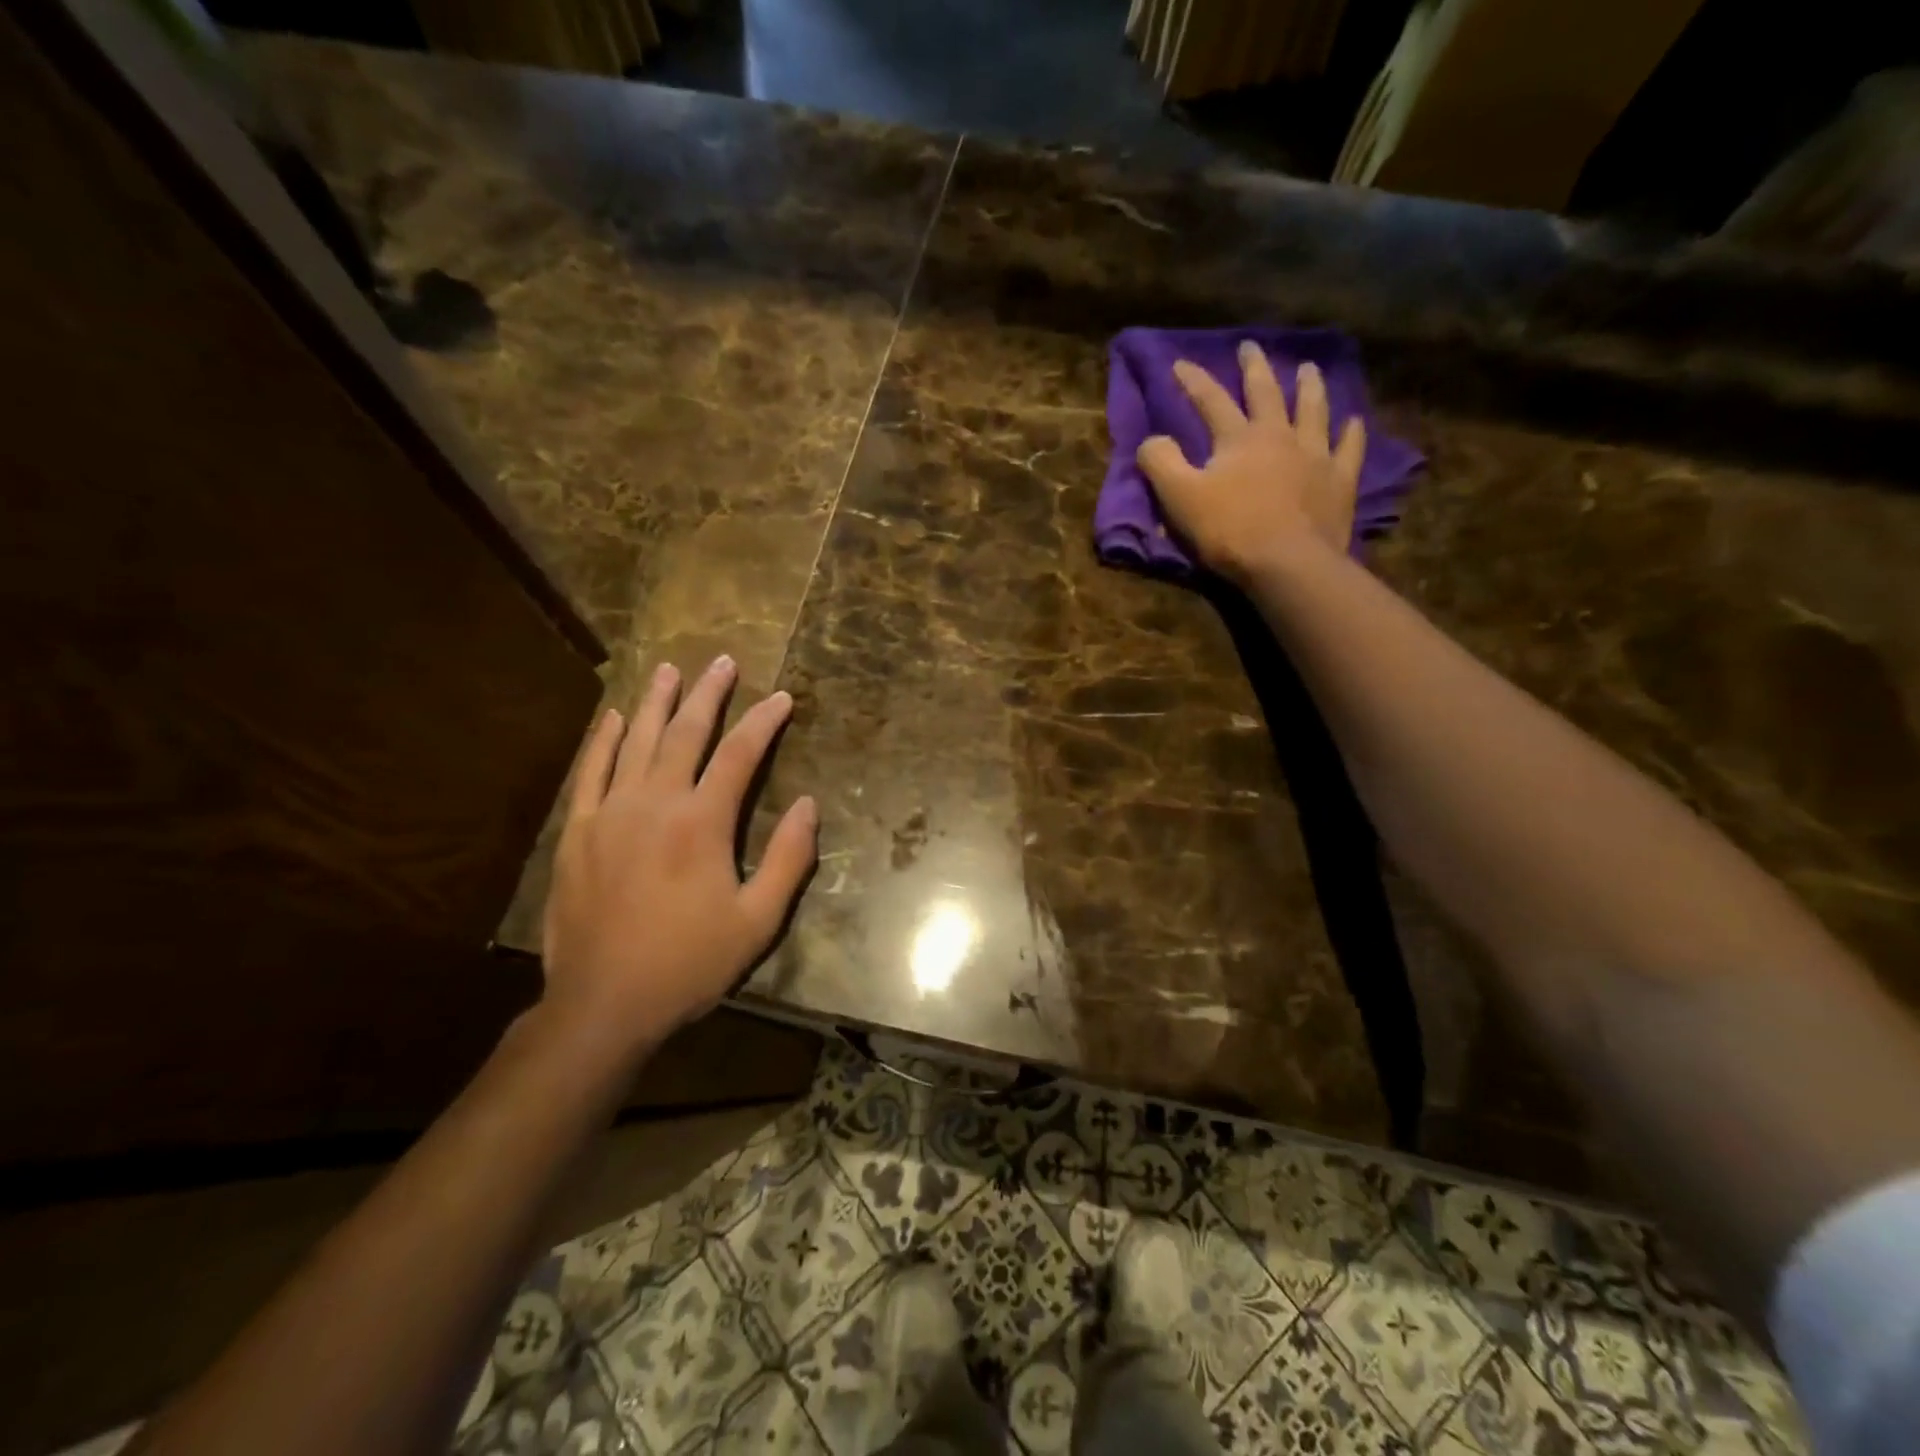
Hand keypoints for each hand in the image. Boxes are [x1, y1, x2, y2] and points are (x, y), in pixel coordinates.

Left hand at [539, 656, 816, 1051]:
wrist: (603, 1004)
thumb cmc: (689, 963)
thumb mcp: (758, 921)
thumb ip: (788, 859)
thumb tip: (810, 805)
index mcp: (702, 823)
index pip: (740, 754)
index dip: (763, 721)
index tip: (781, 698)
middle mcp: (655, 803)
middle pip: (685, 733)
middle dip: (708, 694)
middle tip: (722, 662)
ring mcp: (609, 813)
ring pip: (636, 741)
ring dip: (656, 702)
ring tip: (669, 670)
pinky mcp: (577, 832)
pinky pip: (590, 772)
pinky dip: (603, 740)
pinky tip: (613, 717)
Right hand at [1137, 343, 1366, 578]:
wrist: (1287, 563)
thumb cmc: (1228, 530)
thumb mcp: (1179, 497)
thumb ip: (1161, 463)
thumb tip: (1152, 440)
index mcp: (1238, 438)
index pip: (1211, 400)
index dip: (1193, 381)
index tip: (1180, 363)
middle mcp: (1279, 435)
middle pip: (1266, 393)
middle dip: (1255, 368)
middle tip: (1251, 347)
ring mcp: (1315, 456)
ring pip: (1313, 410)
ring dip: (1309, 387)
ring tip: (1308, 369)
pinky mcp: (1339, 482)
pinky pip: (1348, 449)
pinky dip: (1351, 433)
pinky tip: (1353, 421)